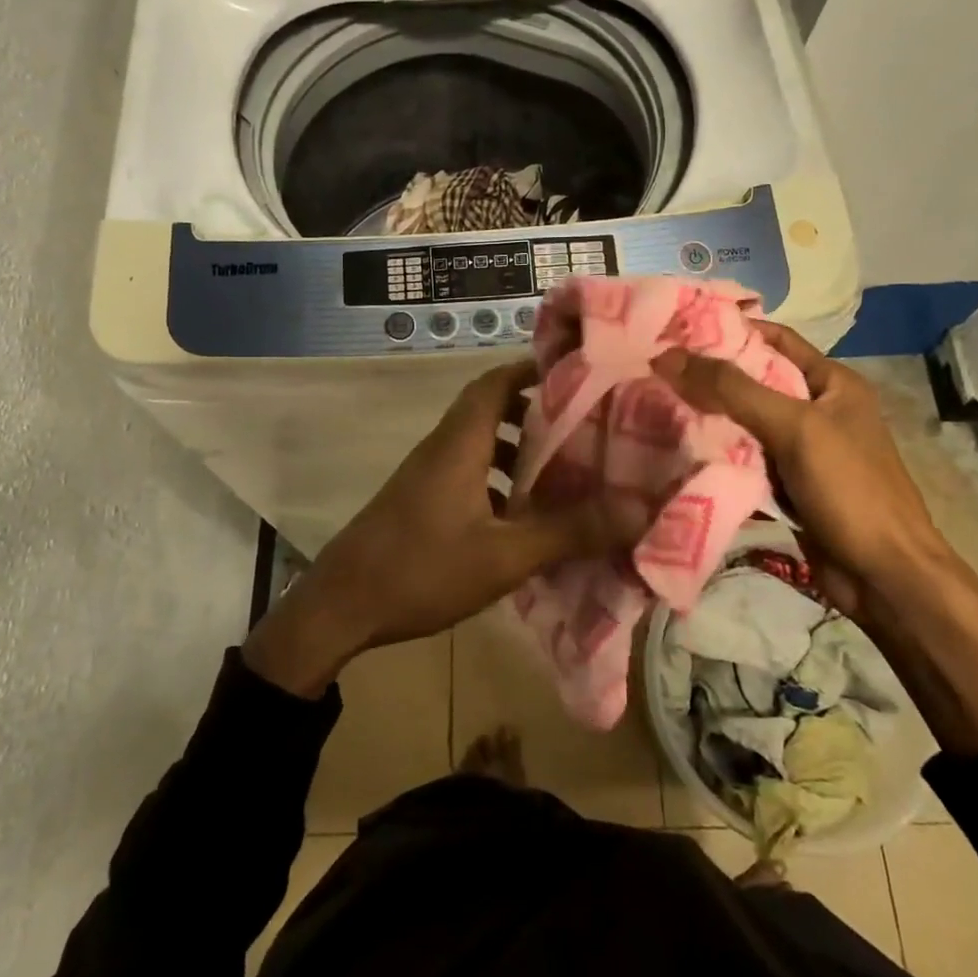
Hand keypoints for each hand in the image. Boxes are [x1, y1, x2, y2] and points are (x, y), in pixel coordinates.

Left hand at [244, 361, 642, 696]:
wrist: (340, 606)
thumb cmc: (422, 569)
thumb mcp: (504, 555)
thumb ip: (569, 531)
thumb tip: (637, 510)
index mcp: (459, 443)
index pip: (495, 382)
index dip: (532, 370)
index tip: (576, 374)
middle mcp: (441, 448)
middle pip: (490, 410)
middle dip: (535, 413)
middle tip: (581, 428)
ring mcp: (426, 476)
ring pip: (478, 445)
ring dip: (516, 451)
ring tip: (562, 472)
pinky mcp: (419, 502)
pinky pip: (466, 473)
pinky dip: (497, 481)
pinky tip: (521, 516)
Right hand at [658, 326, 977, 755]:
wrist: (885, 577)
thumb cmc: (850, 490)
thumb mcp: (793, 428)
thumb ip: (731, 390)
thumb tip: (666, 356)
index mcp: (832, 383)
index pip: (774, 338)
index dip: (729, 329)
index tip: (677, 328)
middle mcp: (817, 409)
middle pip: (754, 380)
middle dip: (709, 375)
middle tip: (655, 368)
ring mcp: (802, 450)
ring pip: (745, 421)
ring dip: (709, 416)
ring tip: (655, 401)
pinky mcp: (788, 485)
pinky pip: (745, 458)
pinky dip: (718, 452)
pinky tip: (680, 448)